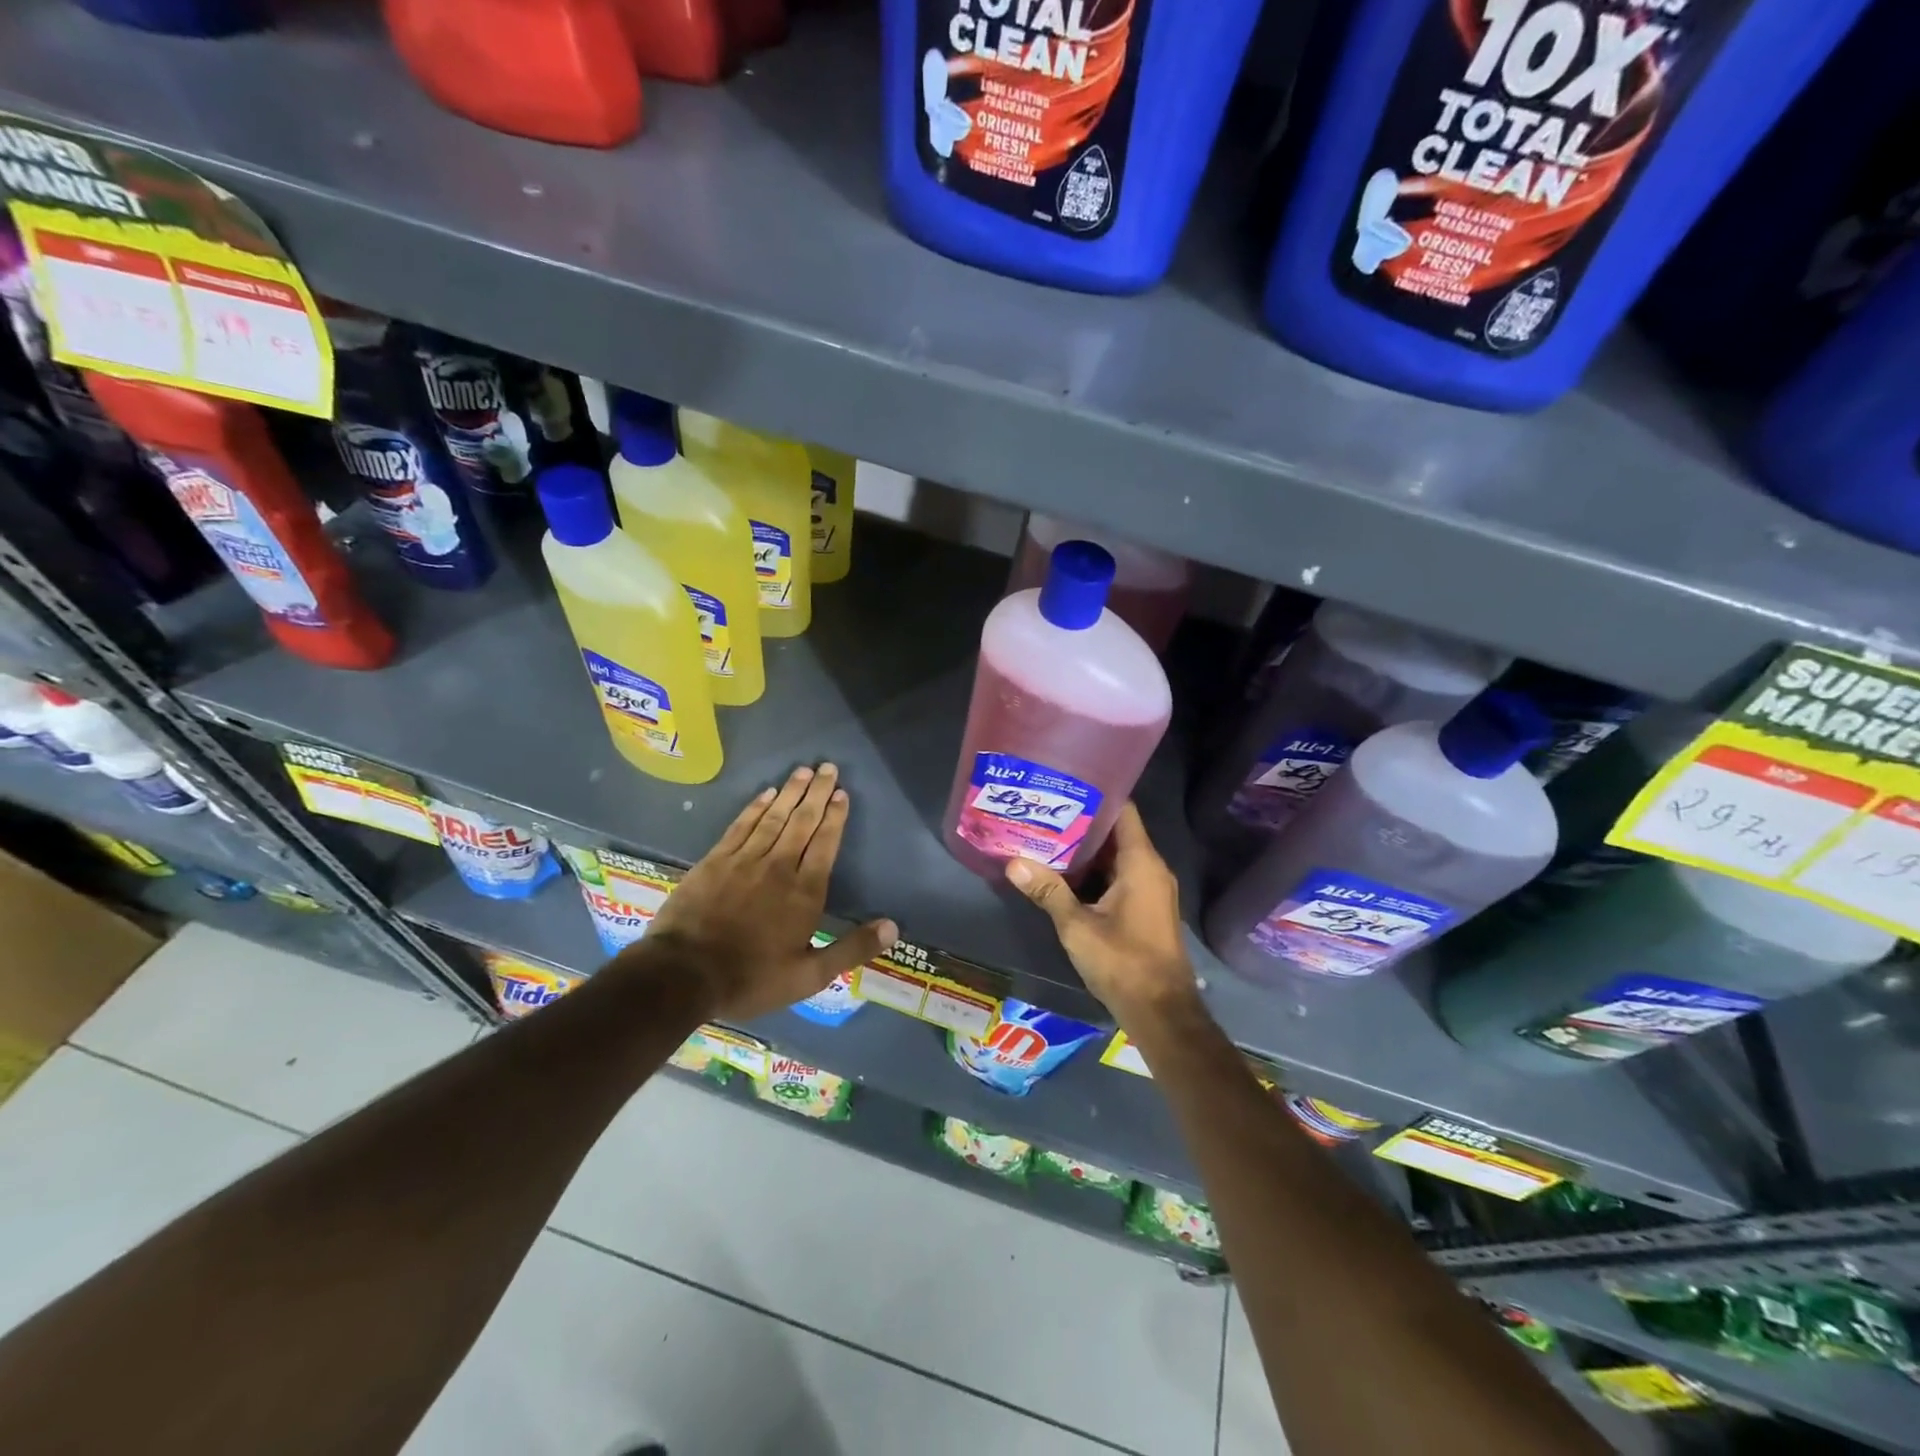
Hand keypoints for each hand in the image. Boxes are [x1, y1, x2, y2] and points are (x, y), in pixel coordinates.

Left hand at [636, 763, 897, 1020]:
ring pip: (773, 817)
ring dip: (790, 792)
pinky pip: (741, 825)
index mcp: (804, 892)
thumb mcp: (809, 976)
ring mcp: (744, 860)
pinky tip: (765, 793)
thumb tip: (893, 927)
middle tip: (828, 767)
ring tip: (804, 771)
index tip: (842, 793)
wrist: (684, 974)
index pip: (825, 844)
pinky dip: (756, 807)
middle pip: (802, 822)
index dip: (835, 817)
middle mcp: (778, 867)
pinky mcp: (715, 860)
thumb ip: (851, 949)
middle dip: (818, 793)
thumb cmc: (752, 978)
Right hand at [1004, 803, 1199, 1026]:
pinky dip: (1095, 872)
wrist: (1161, 1011)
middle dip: (1081, 823)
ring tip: (1046, 836)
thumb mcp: (1078, 926)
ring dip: (1086, 850)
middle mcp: (1151, 869)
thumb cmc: (1123, 962)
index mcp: (1141, 862)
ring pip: (1116, 857)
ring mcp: (1150, 889)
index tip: (1064, 787)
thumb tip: (1014, 862)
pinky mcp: (1145, 908)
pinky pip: (1119, 876)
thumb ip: (1048, 891)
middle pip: (1116, 833)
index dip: (1096, 795)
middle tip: (1044, 811)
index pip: (1123, 811)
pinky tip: (1063, 874)